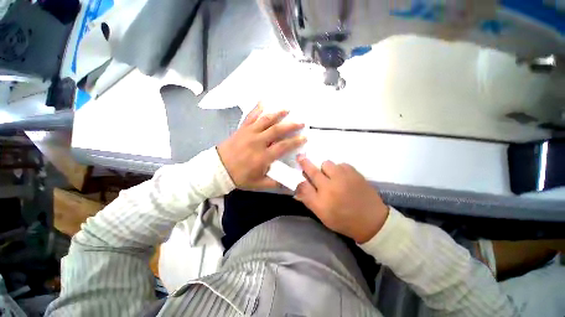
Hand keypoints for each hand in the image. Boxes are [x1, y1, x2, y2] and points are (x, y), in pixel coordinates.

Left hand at [218, 104, 305, 189]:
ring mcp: (249, 133)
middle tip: (301, 121)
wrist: (218, 169)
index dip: (295, 142)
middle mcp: (257, 142)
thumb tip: (288, 182)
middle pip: (277, 130)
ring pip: (265, 120)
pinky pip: (250, 116)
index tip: (304, 137)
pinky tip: (263, 101)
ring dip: (277, 114)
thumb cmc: (239, 177)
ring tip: (287, 109)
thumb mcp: (258, 184)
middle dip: (291, 125)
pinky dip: (257, 108)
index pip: (283, 147)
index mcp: (262, 157)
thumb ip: (274, 182)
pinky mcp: (241, 129)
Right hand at [295, 155, 388, 243]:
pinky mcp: (355, 173)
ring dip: (325, 169)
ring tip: (330, 177)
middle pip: (315, 169)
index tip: (296, 160)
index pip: (306, 180)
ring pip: (328, 164)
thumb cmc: (343, 219)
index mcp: (323, 196)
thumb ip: (308, 198)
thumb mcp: (322, 213)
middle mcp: (332, 184)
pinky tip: (342, 177)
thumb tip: (298, 185)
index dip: (300, 171)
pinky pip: (341, 164)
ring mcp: (345, 176)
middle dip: (307, 163)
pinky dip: (338, 169)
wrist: (371, 220)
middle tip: (302, 159)